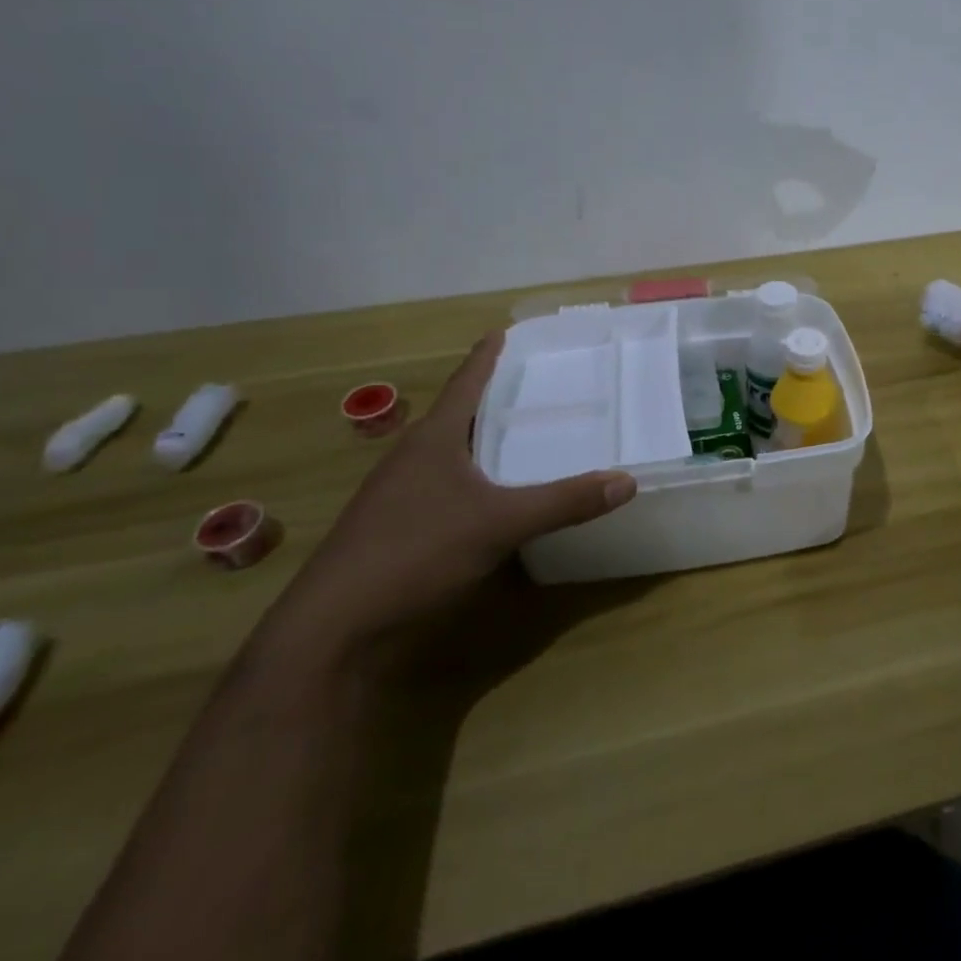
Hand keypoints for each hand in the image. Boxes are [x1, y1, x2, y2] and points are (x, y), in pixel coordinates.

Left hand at [264, 333, 636, 669]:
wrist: (333, 629)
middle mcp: (413, 457)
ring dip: (484, 441)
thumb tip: (627, 481)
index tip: (506, 331)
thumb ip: (563, 502)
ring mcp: (400, 495)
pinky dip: (476, 479)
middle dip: (494, 398)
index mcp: (432, 439)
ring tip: (525, 435)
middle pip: (459, 415)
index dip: (487, 356)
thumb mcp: (499, 524)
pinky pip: (447, 487)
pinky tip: (497, 495)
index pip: (466, 382)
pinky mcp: (398, 529)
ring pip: (451, 453)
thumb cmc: (414, 552)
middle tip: (538, 385)